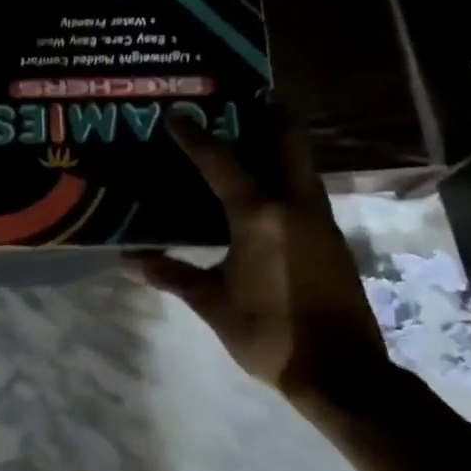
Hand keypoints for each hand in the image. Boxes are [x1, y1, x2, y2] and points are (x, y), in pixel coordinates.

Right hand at [133, 109, 389, 404]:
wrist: (342, 373)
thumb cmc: (269, 334)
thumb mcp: (212, 304)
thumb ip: (173, 275)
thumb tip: (128, 261)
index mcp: (259, 217)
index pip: (222, 163)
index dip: (196, 137)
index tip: (177, 113)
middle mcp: (295, 206)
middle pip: (287, 142)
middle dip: (269, 114)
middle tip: (244, 97)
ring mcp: (320, 220)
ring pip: (301, 164)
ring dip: (280, 144)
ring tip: (252, 134)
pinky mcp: (333, 238)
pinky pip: (306, 190)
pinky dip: (286, 175)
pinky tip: (268, 190)